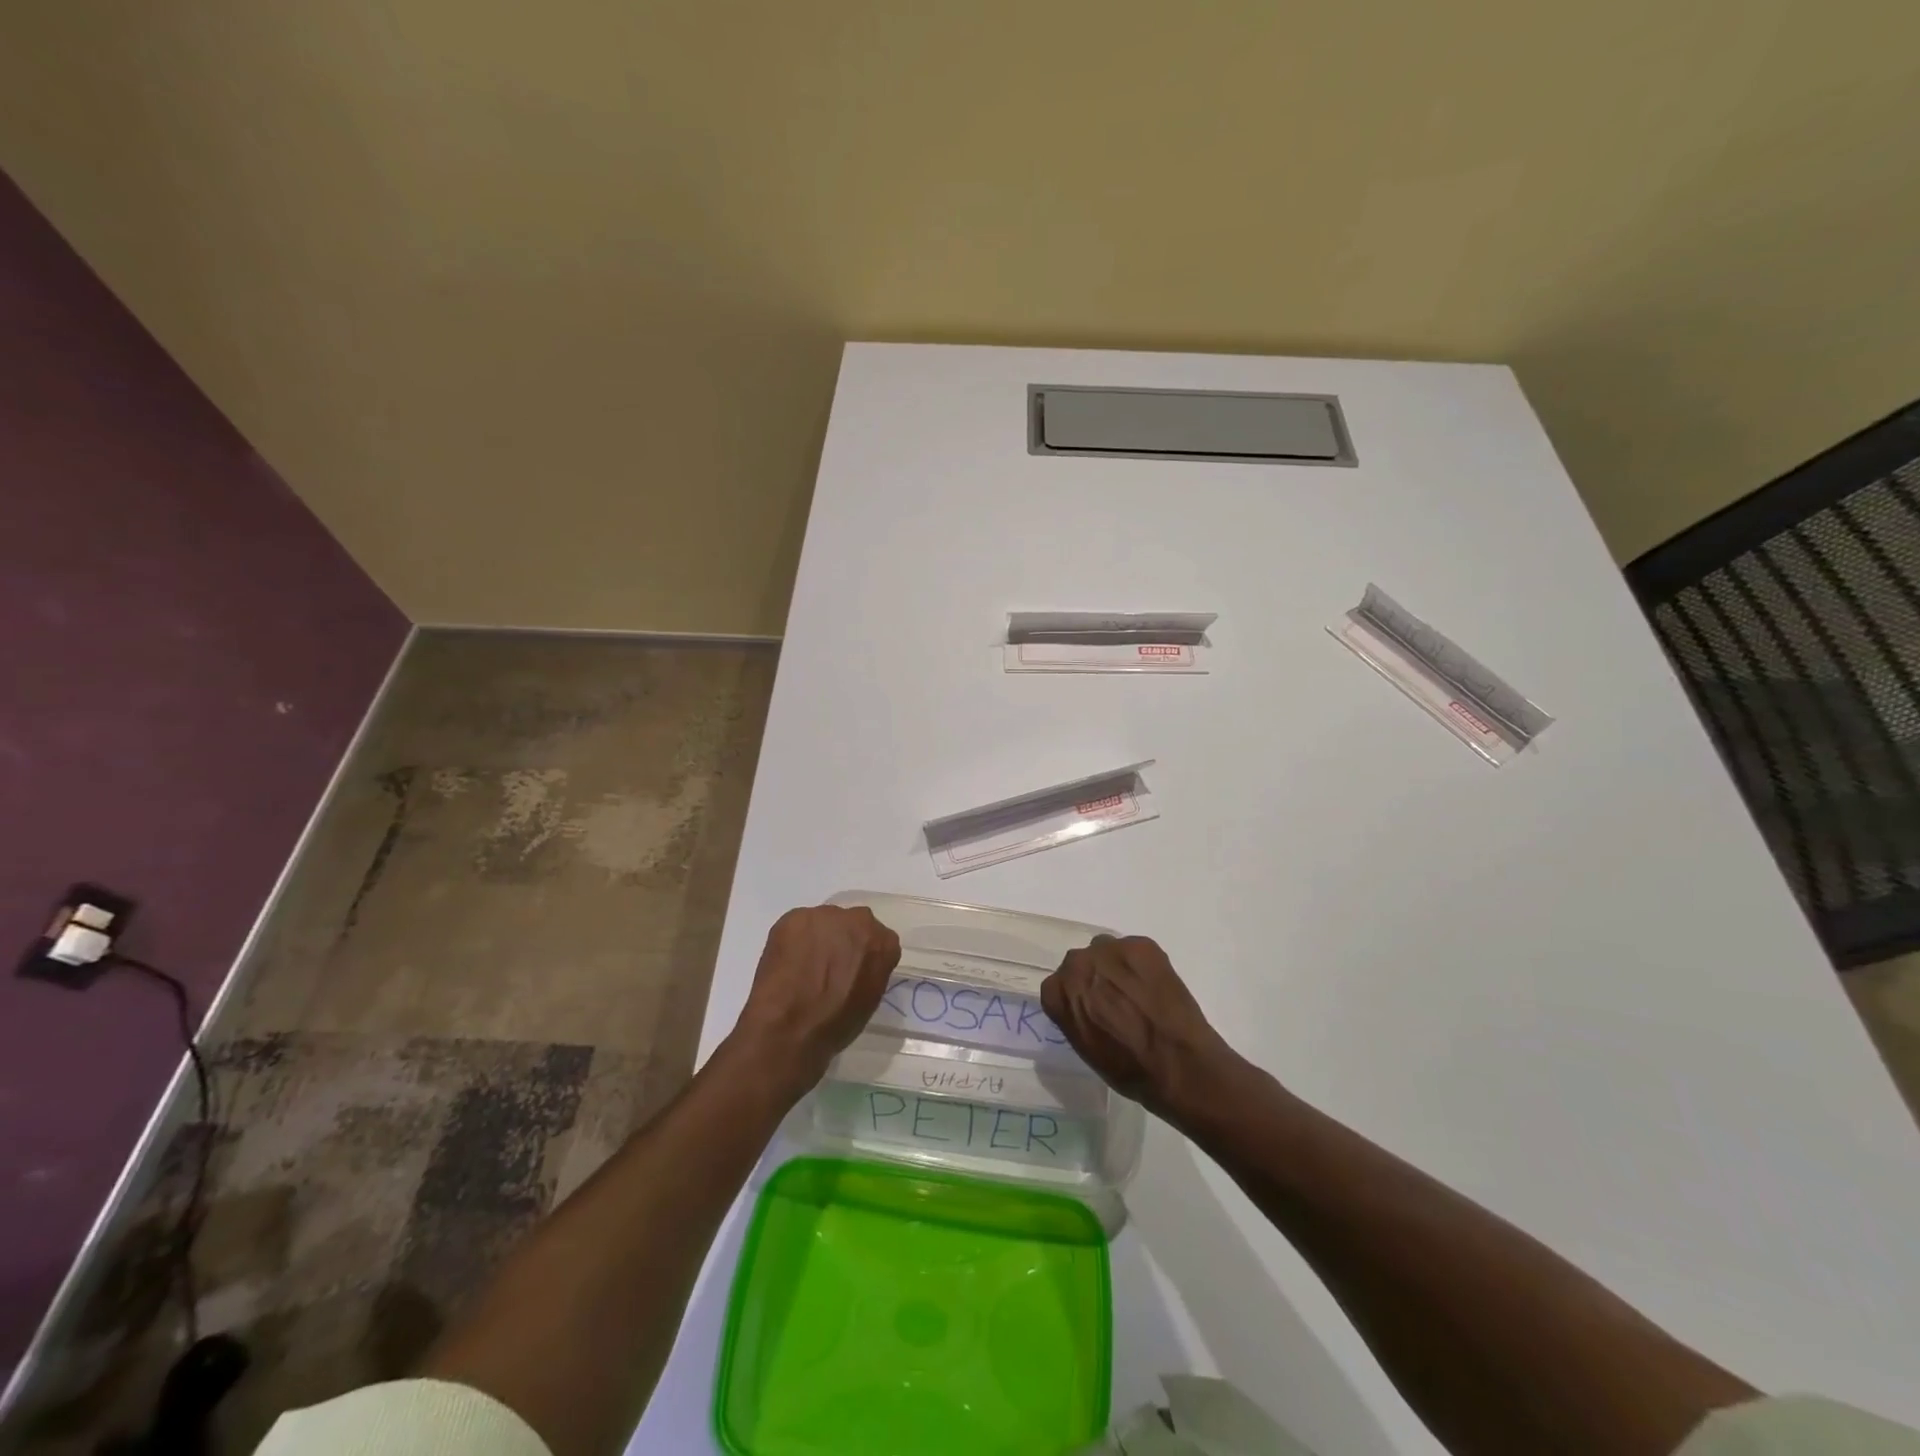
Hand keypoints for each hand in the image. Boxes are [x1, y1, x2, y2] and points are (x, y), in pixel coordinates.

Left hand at [732, 905, 900, 1091]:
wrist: (790, 1027)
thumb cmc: (835, 1024)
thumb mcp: (869, 999)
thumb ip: (870, 971)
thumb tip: (857, 966)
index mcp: (884, 943)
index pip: (879, 941)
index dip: (863, 956)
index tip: (852, 970)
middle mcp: (860, 920)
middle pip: (852, 924)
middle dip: (842, 940)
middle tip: (827, 966)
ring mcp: (826, 915)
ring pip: (824, 922)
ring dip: (818, 938)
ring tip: (802, 966)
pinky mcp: (795, 917)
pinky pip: (798, 925)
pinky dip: (794, 940)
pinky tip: (786, 963)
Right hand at [1041, 934, 1233, 1117]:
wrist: (1179, 1064)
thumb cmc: (1130, 1070)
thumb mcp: (1086, 1049)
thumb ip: (1076, 1016)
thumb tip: (1085, 1006)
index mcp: (1059, 994)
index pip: (1056, 986)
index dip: (1075, 998)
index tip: (1090, 1010)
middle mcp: (1077, 964)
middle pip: (1079, 963)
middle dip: (1093, 978)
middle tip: (1115, 999)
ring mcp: (1110, 950)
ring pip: (1105, 950)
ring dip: (1115, 966)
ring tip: (1137, 991)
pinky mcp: (1141, 945)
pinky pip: (1134, 949)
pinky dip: (1142, 964)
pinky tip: (1155, 986)